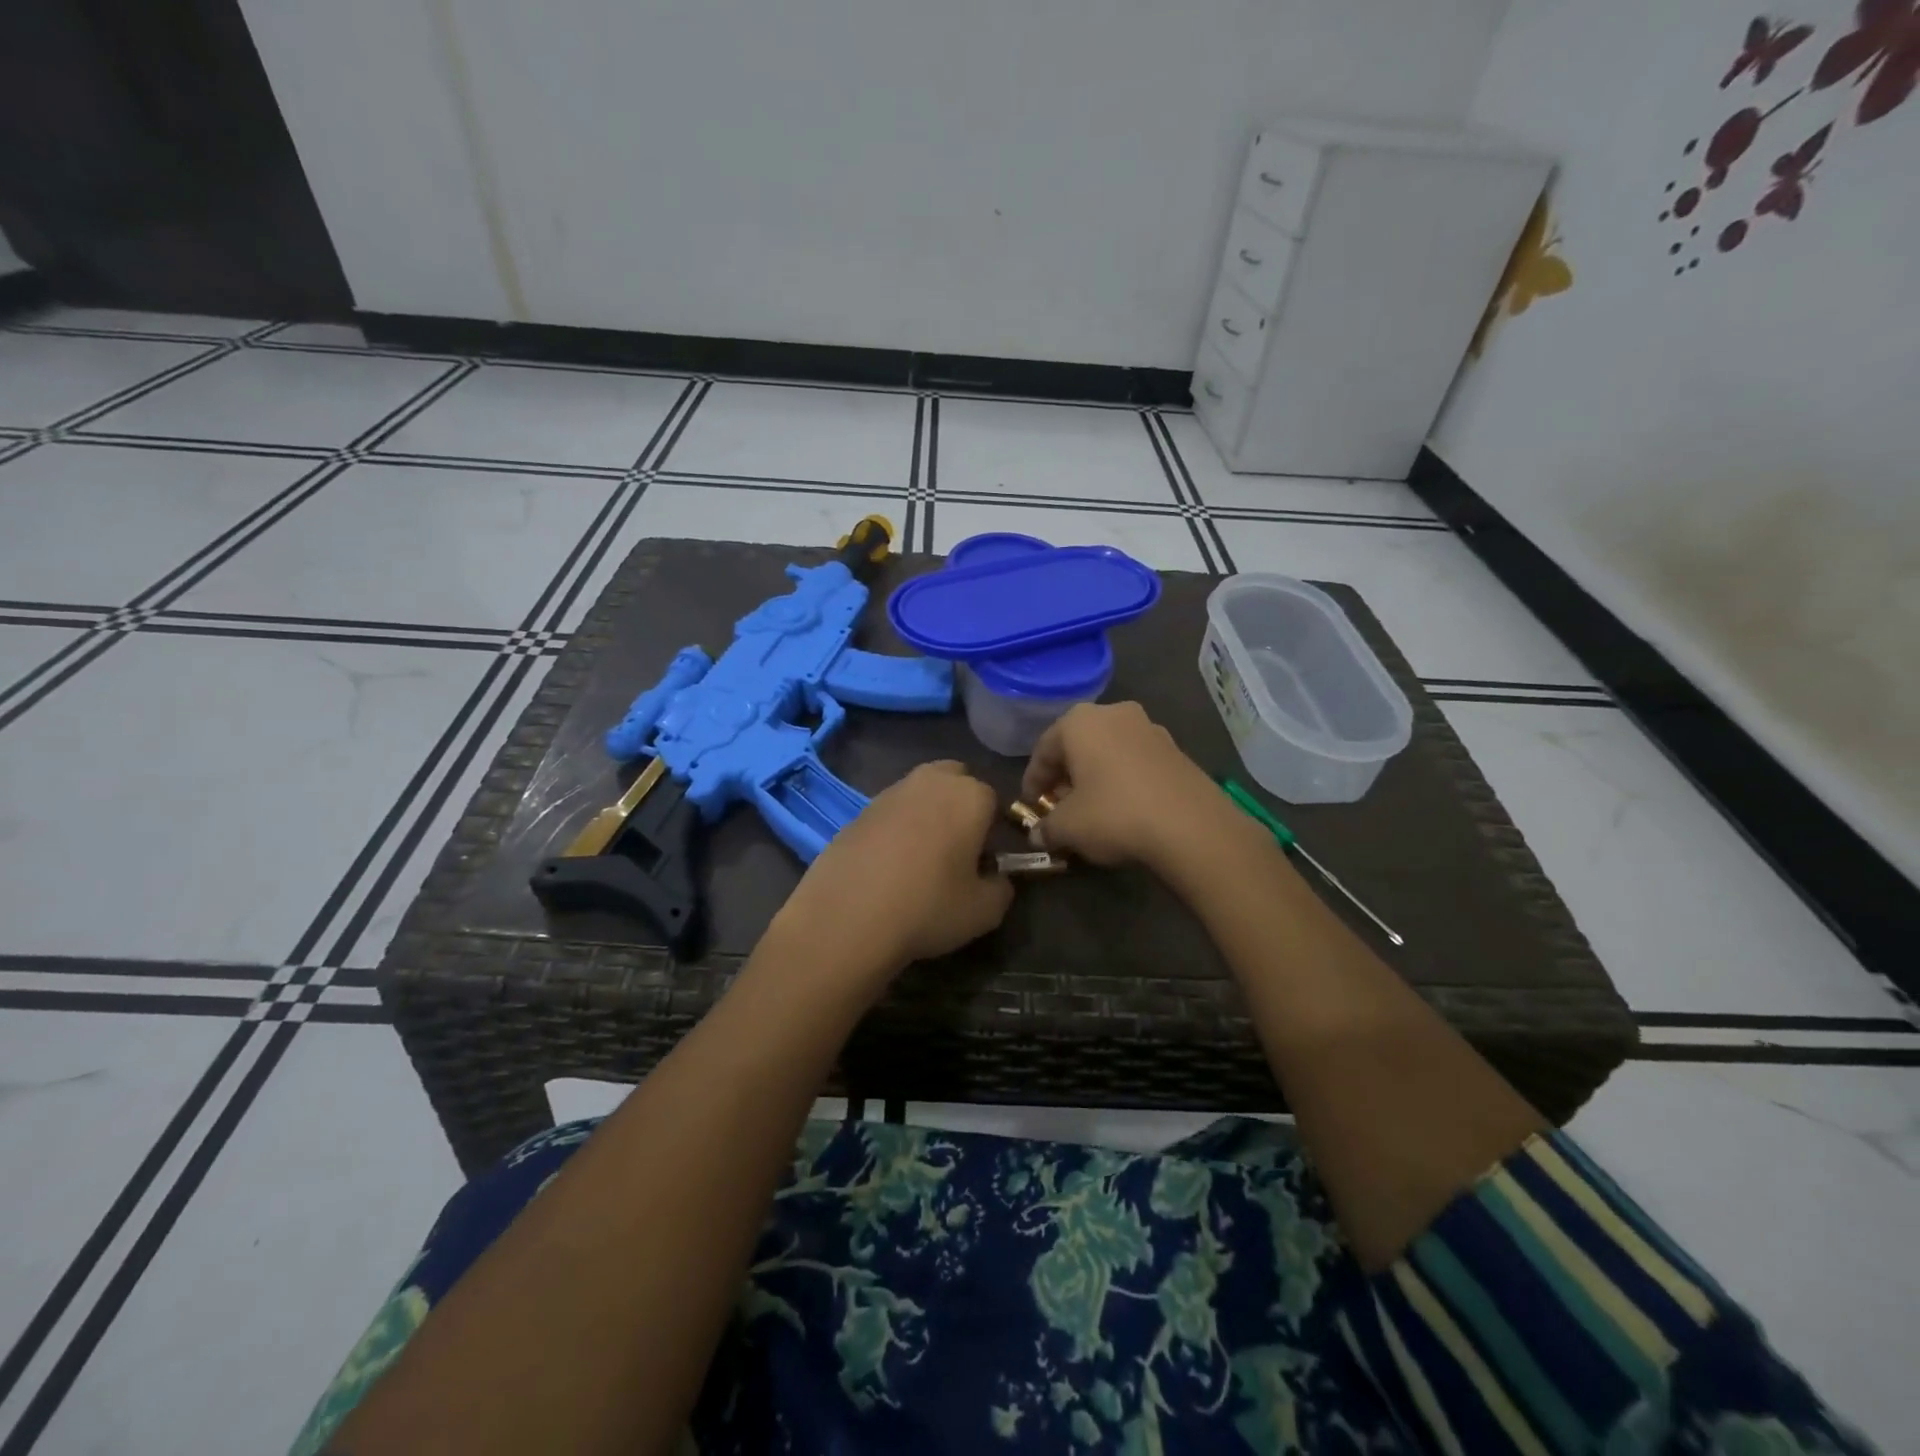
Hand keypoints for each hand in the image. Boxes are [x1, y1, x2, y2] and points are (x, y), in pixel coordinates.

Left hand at [771, 761, 1013, 989]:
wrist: (846, 916)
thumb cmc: (928, 907)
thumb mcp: (985, 911)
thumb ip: (1002, 888)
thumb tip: (997, 878)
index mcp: (970, 796)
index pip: (995, 802)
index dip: (994, 833)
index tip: (986, 863)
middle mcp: (931, 781)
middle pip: (956, 781)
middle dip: (961, 806)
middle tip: (957, 849)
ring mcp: (890, 792)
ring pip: (920, 794)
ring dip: (927, 815)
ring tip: (920, 861)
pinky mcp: (858, 811)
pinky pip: (890, 813)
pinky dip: (896, 830)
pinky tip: (888, 866)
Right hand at [1021, 702, 1242, 872]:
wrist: (1191, 825)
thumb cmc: (1114, 814)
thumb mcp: (1067, 827)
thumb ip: (1046, 828)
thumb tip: (1037, 835)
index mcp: (1079, 721)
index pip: (1043, 749)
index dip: (1032, 781)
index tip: (1030, 806)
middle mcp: (1114, 713)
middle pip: (1077, 745)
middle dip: (1065, 776)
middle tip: (1058, 807)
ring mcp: (1149, 728)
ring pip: (1108, 751)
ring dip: (1094, 777)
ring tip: (1090, 810)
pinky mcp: (1176, 749)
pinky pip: (1135, 761)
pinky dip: (1122, 780)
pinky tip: (1122, 808)